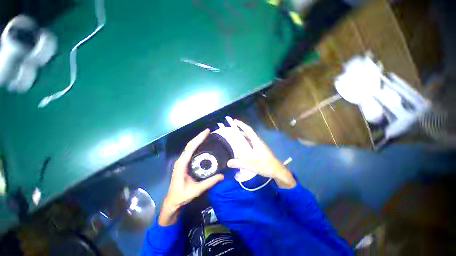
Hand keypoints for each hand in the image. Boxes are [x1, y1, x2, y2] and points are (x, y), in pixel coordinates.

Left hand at [159, 129, 223, 225]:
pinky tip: (201, 145)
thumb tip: (222, 176)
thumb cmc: (182, 195)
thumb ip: (210, 182)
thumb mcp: (197, 189)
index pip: (191, 148)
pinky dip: (195, 145)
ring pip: (189, 147)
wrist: (172, 201)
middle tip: (207, 131)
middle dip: (198, 137)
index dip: (199, 139)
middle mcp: (180, 160)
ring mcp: (181, 161)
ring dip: (197, 140)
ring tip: (205, 136)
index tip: (206, 132)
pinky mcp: (183, 163)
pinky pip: (190, 151)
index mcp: (182, 164)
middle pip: (189, 145)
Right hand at [227, 119, 295, 188]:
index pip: (248, 130)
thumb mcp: (251, 164)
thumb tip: (228, 162)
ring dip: (242, 137)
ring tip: (234, 138)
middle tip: (232, 130)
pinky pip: (250, 144)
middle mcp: (258, 142)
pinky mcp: (260, 150)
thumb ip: (239, 163)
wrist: (277, 171)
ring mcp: (259, 146)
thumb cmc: (265, 165)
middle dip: (240, 130)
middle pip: (248, 133)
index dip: (241, 125)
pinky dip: (245, 143)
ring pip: (249, 139)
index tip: (235, 121)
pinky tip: (241, 148)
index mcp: (256, 142)